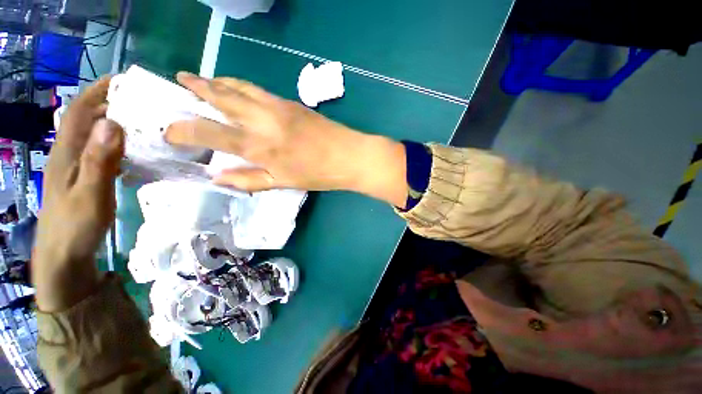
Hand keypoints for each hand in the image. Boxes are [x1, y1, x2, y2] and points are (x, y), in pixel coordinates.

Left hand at [33, 77, 123, 311]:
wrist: (63, 253)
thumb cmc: (75, 224)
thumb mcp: (90, 193)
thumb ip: (100, 159)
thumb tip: (113, 123)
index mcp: (68, 150)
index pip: (81, 110)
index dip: (98, 90)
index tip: (124, 80)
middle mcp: (71, 152)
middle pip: (90, 118)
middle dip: (113, 104)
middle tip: (146, 103)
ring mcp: (78, 165)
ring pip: (97, 134)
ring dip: (118, 124)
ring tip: (146, 123)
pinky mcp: (86, 176)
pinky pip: (103, 151)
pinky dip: (119, 144)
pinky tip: (136, 150)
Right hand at [166, 72, 407, 205]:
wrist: (349, 156)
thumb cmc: (320, 174)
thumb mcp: (285, 183)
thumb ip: (250, 180)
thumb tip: (218, 177)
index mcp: (260, 148)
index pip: (210, 134)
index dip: (184, 130)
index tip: (168, 129)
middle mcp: (263, 122)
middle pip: (222, 98)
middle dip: (197, 87)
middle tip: (180, 80)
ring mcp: (278, 108)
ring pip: (240, 87)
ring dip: (218, 81)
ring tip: (203, 78)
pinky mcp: (291, 103)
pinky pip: (259, 90)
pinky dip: (242, 85)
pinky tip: (238, 87)